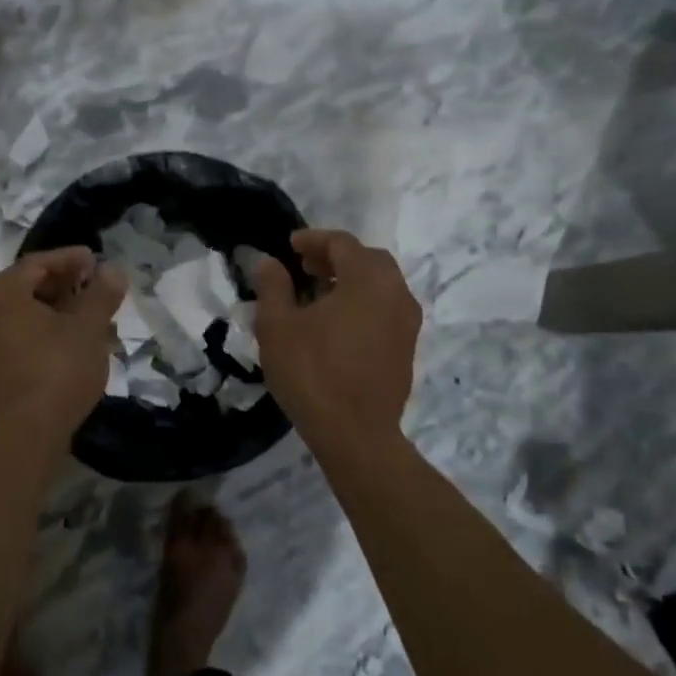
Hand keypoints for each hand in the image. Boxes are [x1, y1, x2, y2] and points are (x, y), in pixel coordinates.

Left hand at [0, 247, 127, 443]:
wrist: (24, 434)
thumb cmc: (57, 369)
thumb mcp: (88, 326)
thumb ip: (101, 293)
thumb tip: (112, 270)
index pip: (39, 263)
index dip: (72, 259)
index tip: (98, 261)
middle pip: (29, 287)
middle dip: (67, 288)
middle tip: (97, 291)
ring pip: (24, 314)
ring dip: (58, 313)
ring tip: (93, 320)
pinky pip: (16, 337)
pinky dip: (43, 333)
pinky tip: (72, 344)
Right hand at [251, 229, 421, 446]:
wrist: (356, 435)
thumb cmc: (312, 373)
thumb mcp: (278, 326)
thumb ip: (272, 285)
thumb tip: (268, 261)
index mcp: (368, 280)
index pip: (342, 243)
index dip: (313, 239)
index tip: (289, 246)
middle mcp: (396, 294)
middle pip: (368, 259)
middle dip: (335, 257)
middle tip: (304, 266)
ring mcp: (407, 323)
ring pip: (380, 285)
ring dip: (351, 279)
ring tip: (318, 292)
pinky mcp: (407, 348)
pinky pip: (386, 308)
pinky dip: (363, 302)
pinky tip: (336, 322)